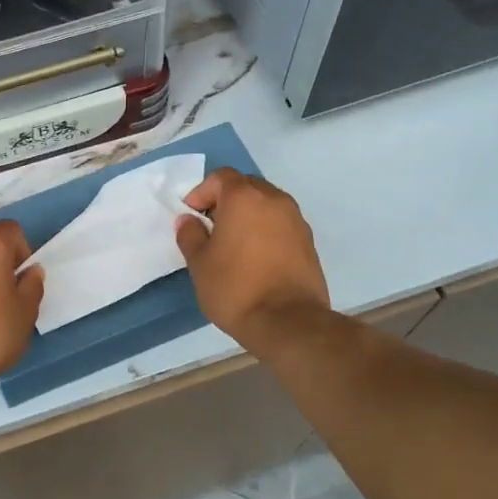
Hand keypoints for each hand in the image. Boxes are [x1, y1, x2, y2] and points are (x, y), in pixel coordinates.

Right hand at [176, 169, 330, 345]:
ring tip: (234, 245)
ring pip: (266, 205)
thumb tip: (189, 220)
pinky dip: (266, 231)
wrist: (287, 321)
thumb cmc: (235, 287)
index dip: (201, 193)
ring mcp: (296, 219)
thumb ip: (190, 235)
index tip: (192, 217)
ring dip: (249, 216)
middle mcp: (274, 199)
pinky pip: (281, 224)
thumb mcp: (199, 263)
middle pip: (246, 187)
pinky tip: (256, 258)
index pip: (220, 177)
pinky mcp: (309, 241)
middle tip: (212, 229)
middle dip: (226, 201)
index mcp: (244, 197)